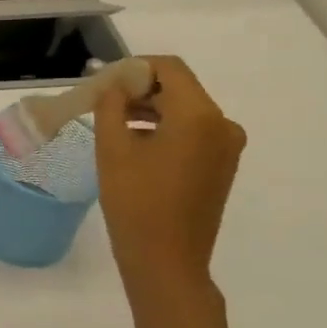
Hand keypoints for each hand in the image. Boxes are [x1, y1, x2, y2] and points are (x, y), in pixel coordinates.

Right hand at [96, 56, 245, 290]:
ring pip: (184, 111)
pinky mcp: (221, 166)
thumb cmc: (135, 201)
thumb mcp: (113, 149)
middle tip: (100, 102)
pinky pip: (192, 132)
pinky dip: (163, 129)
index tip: (102, 82)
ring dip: (149, 110)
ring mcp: (226, 147)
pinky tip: (134, 147)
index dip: (134, 67)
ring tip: (112, 125)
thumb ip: (111, 106)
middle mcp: (222, 124)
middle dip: (139, 89)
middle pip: (179, 88)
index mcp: (199, 115)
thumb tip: (114, 85)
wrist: (166, 260)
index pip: (169, 68)